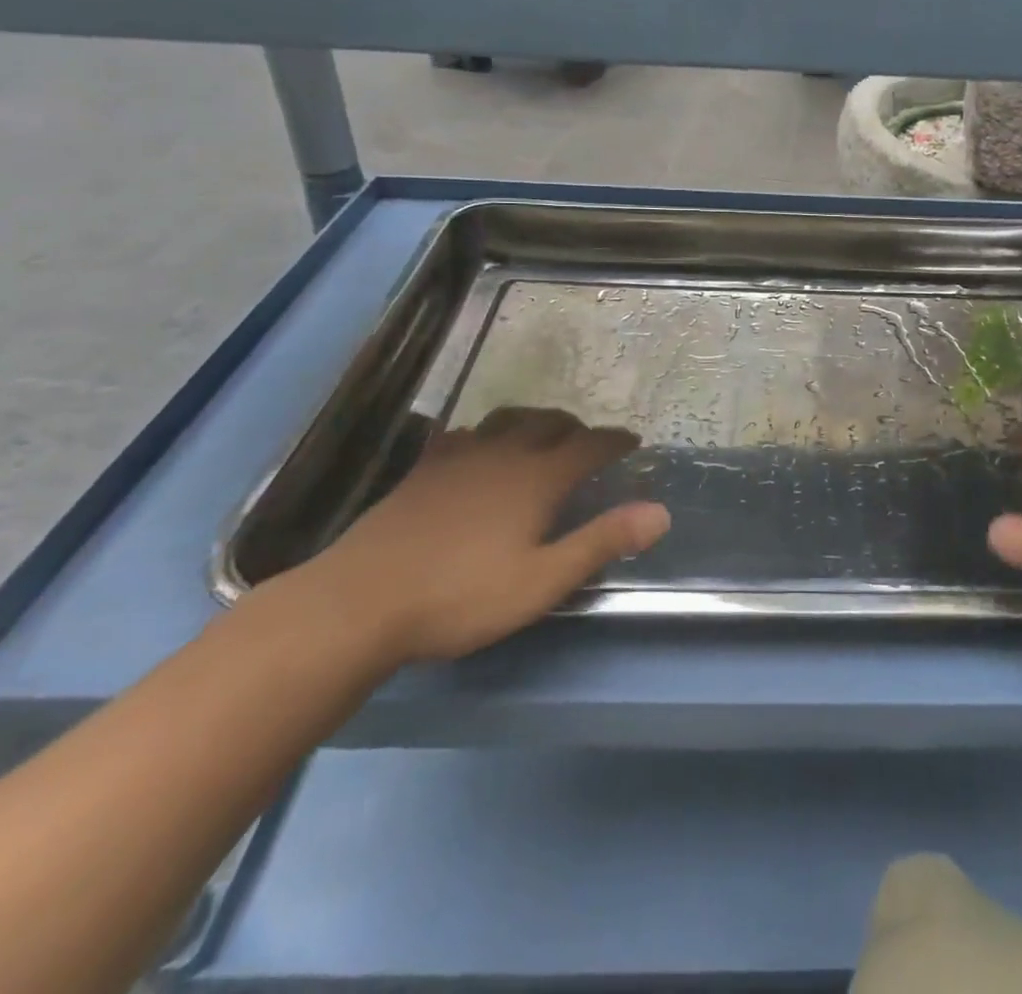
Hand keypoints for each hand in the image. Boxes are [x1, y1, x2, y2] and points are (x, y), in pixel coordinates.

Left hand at [295, 406, 669, 665]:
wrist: (361, 601)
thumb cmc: (462, 596)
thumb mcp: (543, 580)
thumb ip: (602, 542)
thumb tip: (661, 512)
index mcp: (537, 478)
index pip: (589, 446)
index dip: (615, 442)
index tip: (632, 442)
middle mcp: (502, 454)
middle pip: (549, 423)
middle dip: (576, 428)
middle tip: (588, 444)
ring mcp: (458, 457)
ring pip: (506, 420)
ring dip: (532, 422)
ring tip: (540, 437)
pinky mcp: (423, 469)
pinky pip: (463, 435)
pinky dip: (485, 435)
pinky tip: (476, 451)